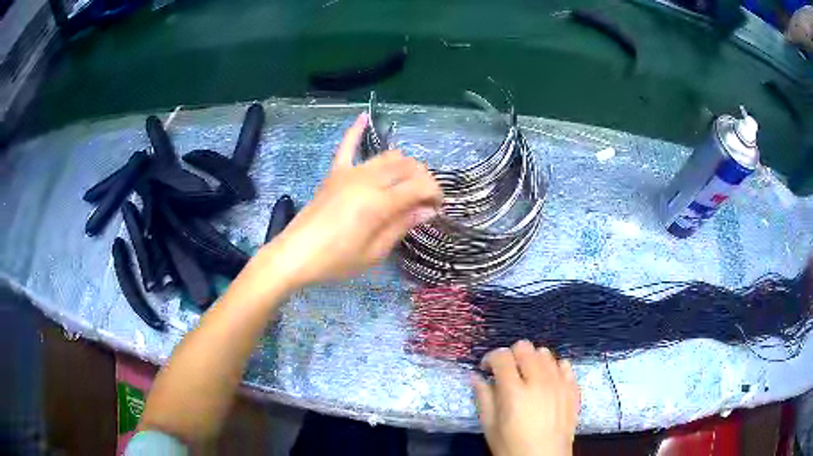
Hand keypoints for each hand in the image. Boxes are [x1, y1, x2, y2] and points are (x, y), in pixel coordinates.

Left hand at [264, 113, 441, 287]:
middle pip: (407, 166)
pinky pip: (346, 146)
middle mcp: (367, 179)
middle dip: (423, 178)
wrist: (295, 254)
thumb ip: (401, 226)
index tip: (437, 208)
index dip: (434, 194)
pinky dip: (356, 131)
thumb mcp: (374, 253)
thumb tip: (427, 210)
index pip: (419, 185)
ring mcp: (349, 172)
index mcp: (379, 202)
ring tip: (407, 182)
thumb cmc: (336, 260)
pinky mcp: (335, 173)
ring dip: (404, 164)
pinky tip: (364, 117)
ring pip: (387, 155)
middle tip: (424, 199)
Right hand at [473, 340, 579, 455]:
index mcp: (514, 391)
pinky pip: (565, 364)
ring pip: (545, 353)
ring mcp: (559, 383)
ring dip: (533, 359)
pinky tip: (547, 381)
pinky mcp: (572, 389)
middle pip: (525, 348)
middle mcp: (539, 381)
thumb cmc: (512, 446)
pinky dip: (553, 367)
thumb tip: (476, 377)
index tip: (487, 369)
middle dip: (511, 355)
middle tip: (507, 372)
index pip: (501, 356)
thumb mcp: (490, 426)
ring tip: (527, 376)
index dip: (490, 358)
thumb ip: (483, 398)